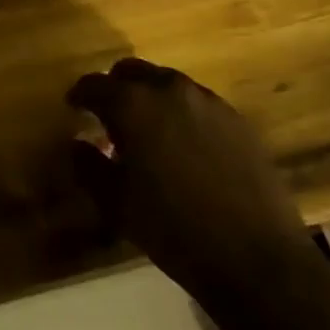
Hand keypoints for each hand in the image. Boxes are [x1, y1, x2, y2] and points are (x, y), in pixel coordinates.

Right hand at [68, 58, 312, 302]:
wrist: (255, 257)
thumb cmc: (172, 228)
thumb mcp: (115, 203)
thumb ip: (88, 166)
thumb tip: (77, 144)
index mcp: (133, 104)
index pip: (94, 84)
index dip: (80, 95)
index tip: (74, 108)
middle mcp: (169, 89)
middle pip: (132, 71)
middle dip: (115, 88)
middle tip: (109, 116)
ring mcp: (208, 101)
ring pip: (167, 84)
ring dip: (151, 99)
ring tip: (149, 133)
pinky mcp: (237, 119)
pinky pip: (198, 103)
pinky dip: (182, 114)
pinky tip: (185, 147)